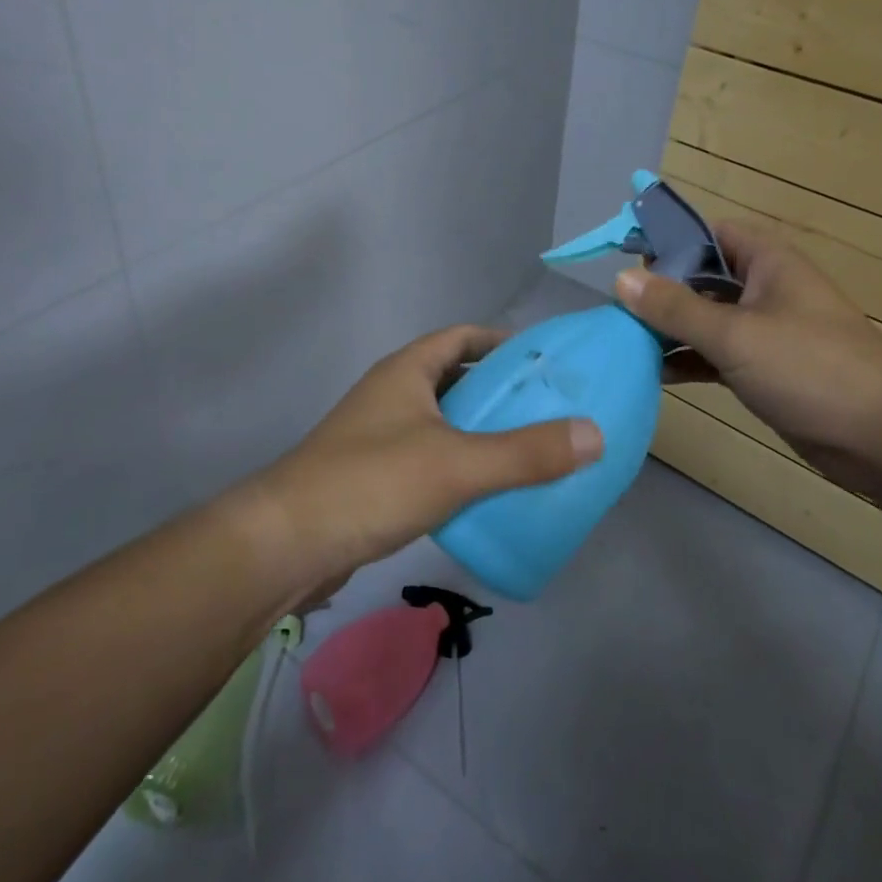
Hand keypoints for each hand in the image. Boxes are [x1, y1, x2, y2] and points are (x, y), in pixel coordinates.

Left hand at [244, 324, 602, 584]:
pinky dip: (457, 465)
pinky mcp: (371, 478)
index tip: (542, 360)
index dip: (500, 342)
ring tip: (527, 450)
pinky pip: (427, 458)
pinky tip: (483, 492)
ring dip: (478, 431)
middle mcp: (391, 394)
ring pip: (440, 422)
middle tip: (546, 409)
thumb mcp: (457, 464)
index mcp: (407, 371)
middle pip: (453, 379)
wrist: (285, 544)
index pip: (460, 337)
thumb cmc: (371, 483)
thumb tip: (595, 434)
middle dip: (497, 390)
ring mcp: (377, 436)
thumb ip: (526, 453)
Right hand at [616, 221, 881, 498]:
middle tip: (617, 309)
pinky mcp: (765, 370)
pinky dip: (688, 360)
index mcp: (766, 262)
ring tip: (625, 342)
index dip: (669, 241)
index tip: (626, 260)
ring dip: (670, 330)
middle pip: (701, 278)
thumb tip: (620, 279)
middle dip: (661, 291)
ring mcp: (765, 331)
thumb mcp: (735, 334)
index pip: (708, 234)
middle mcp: (764, 289)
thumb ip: (675, 307)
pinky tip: (654, 374)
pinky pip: (716, 355)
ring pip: (706, 319)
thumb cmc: (810, 368)